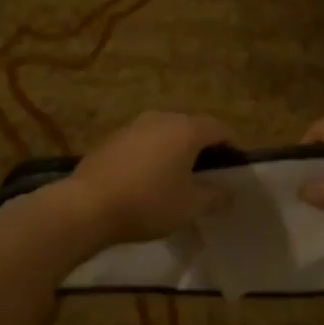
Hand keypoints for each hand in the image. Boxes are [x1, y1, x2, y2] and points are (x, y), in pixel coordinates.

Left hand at [60, 112, 235, 247]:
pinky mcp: (112, 139)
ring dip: (175, 151)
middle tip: (208, 175)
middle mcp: (161, 118)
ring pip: (165, 134)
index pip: (219, 129)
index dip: (232, 146)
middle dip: (203, 148)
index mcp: (186, 129)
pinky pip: (143, 143)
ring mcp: (133, 126)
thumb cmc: (148, 202)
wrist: (88, 205)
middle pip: (191, 128)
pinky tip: (147, 181)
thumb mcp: (190, 206)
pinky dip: (152, 156)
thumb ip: (215, 196)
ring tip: (177, 179)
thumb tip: (230, 192)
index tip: (235, 167)